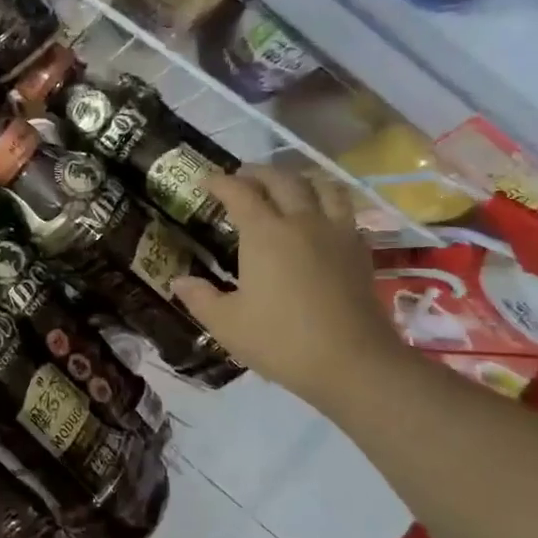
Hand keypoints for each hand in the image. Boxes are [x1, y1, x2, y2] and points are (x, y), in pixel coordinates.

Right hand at [172, 165, 407, 408]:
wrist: (353, 364)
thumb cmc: (281, 341)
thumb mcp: (227, 324)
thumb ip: (200, 298)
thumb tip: (178, 281)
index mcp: (265, 234)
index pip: (239, 193)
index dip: (220, 182)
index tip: (205, 181)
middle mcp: (302, 222)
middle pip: (282, 180)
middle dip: (258, 173)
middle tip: (242, 178)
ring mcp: (336, 233)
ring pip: (321, 187)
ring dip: (299, 179)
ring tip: (286, 187)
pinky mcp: (359, 251)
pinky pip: (344, 211)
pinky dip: (327, 203)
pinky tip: (320, 219)